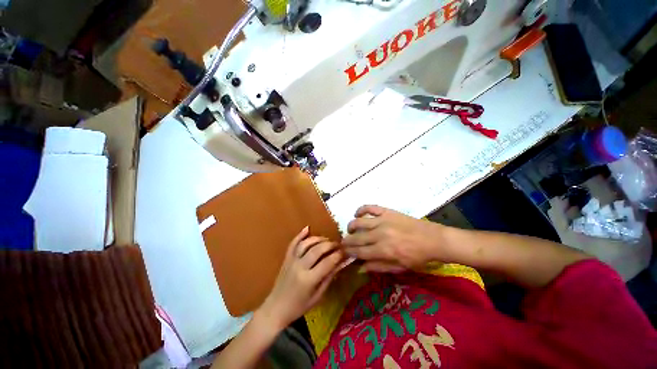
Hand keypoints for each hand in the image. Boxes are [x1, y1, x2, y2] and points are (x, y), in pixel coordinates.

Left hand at [258, 226, 344, 329]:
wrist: (276, 308)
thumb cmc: (299, 306)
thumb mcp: (317, 296)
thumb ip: (329, 278)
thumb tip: (340, 264)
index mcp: (309, 279)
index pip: (327, 262)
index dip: (338, 255)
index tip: (345, 252)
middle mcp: (300, 267)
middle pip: (317, 249)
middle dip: (330, 244)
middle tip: (338, 244)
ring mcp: (291, 260)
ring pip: (306, 244)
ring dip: (318, 239)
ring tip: (327, 240)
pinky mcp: (286, 258)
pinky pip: (293, 243)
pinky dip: (300, 235)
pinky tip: (307, 228)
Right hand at [342, 205, 443, 272]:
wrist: (433, 239)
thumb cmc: (417, 257)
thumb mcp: (399, 268)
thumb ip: (378, 267)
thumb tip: (359, 268)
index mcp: (383, 250)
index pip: (359, 252)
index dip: (349, 252)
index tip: (343, 251)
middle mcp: (380, 234)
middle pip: (357, 237)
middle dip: (347, 241)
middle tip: (343, 242)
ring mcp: (382, 221)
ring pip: (359, 222)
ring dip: (351, 226)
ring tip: (350, 230)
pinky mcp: (387, 211)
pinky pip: (370, 207)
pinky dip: (361, 209)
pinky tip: (357, 214)